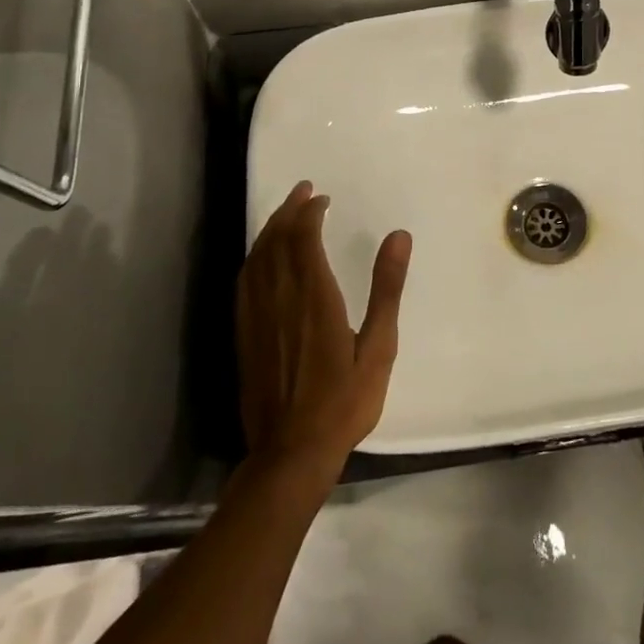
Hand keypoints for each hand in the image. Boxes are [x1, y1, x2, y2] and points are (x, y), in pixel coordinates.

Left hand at [236, 181, 411, 485]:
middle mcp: (280, 297)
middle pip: (277, 240)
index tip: (322, 198)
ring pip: (258, 257)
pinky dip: (254, 257)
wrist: (290, 452)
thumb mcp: (379, 347)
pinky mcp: (244, 334)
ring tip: (284, 213)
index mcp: (314, 296)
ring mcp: (257, 316)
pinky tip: (261, 257)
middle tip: (303, 191)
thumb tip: (399, 236)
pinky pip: (245, 281)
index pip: (304, 238)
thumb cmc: (343, 402)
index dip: (310, 212)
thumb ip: (386, 289)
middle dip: (289, 210)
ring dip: (270, 229)